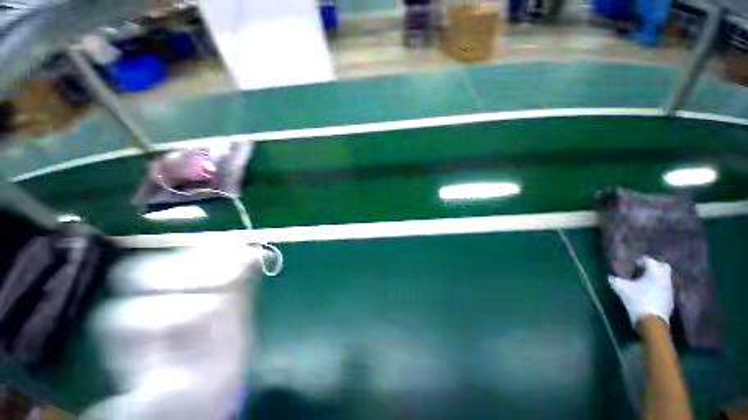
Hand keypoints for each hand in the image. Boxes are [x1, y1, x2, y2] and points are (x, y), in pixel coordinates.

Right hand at [608, 256, 673, 326]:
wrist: (652, 322)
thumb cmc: (638, 300)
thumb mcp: (621, 289)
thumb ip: (615, 280)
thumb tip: (610, 277)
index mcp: (655, 271)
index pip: (648, 260)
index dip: (639, 261)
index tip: (631, 266)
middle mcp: (665, 277)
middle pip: (662, 266)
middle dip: (653, 267)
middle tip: (642, 271)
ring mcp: (669, 289)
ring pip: (664, 278)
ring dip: (655, 278)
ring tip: (643, 283)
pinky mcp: (669, 299)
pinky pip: (664, 288)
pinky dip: (657, 288)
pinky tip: (648, 294)